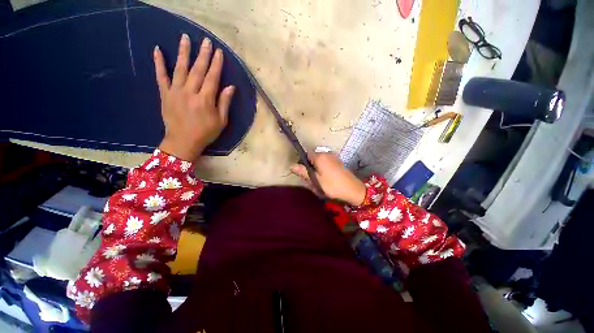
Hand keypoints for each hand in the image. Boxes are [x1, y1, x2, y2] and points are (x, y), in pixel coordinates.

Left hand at [154, 34, 234, 161]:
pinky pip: (161, 76)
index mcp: (205, 100)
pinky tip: (157, 50)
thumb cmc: (205, 133)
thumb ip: (224, 103)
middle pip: (198, 70)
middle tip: (206, 40)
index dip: (216, 64)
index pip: (212, 78)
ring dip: (183, 52)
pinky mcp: (165, 94)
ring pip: (180, 68)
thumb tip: (231, 87)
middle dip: (203, 54)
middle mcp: (190, 92)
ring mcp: (175, 92)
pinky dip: (158, 63)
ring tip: (185, 38)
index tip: (219, 52)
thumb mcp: (221, 121)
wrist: (183, 142)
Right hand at [290, 152, 366, 205]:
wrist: (353, 189)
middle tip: (312, 179)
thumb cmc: (332, 185)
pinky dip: (323, 168)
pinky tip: (326, 178)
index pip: (306, 153)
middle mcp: (326, 153)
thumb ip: (303, 172)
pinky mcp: (338, 162)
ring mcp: (333, 157)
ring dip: (317, 168)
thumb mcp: (315, 180)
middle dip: (310, 166)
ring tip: (319, 180)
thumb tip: (291, 166)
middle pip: (313, 157)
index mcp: (319, 156)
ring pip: (319, 160)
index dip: (303, 162)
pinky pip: (326, 162)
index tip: (304, 172)